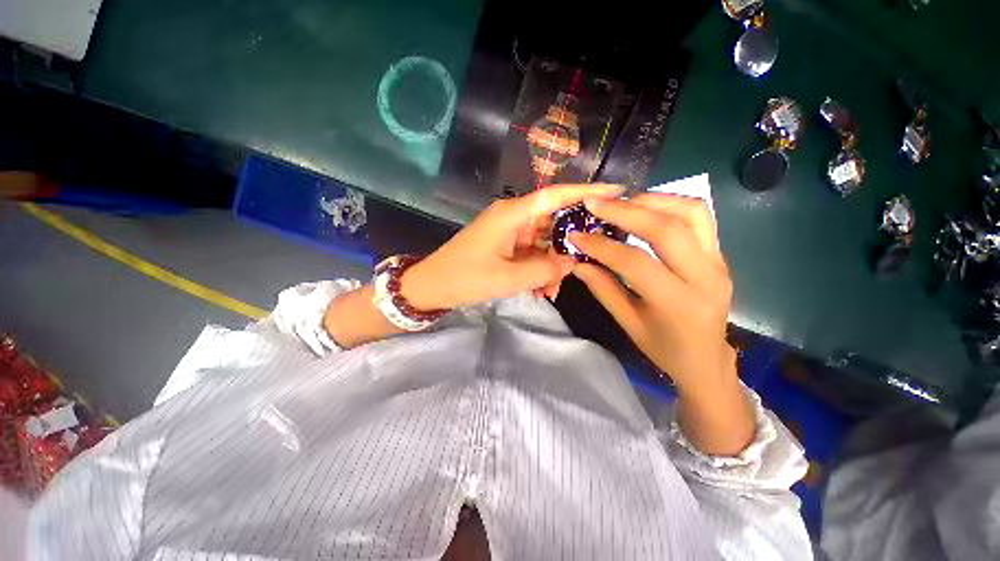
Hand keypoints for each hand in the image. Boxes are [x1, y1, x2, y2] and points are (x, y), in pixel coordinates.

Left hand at [402, 184, 624, 310]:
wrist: (433, 286)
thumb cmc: (466, 278)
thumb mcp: (509, 278)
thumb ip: (545, 269)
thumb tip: (572, 261)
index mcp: (513, 214)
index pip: (556, 196)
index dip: (587, 191)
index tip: (617, 191)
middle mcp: (513, 216)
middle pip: (553, 223)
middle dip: (566, 249)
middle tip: (576, 271)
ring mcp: (508, 230)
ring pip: (543, 242)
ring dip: (550, 266)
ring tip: (550, 292)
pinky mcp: (504, 243)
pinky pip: (530, 252)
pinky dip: (538, 269)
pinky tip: (539, 290)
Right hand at [568, 194, 735, 393]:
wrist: (707, 358)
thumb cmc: (664, 347)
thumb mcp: (627, 323)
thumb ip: (603, 288)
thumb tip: (577, 262)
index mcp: (678, 303)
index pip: (635, 262)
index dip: (601, 246)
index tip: (575, 235)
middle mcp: (705, 276)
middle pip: (666, 228)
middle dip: (625, 211)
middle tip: (594, 204)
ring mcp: (718, 261)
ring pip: (690, 212)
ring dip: (651, 200)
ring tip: (620, 203)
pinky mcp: (720, 253)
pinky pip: (699, 216)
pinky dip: (669, 204)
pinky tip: (645, 208)